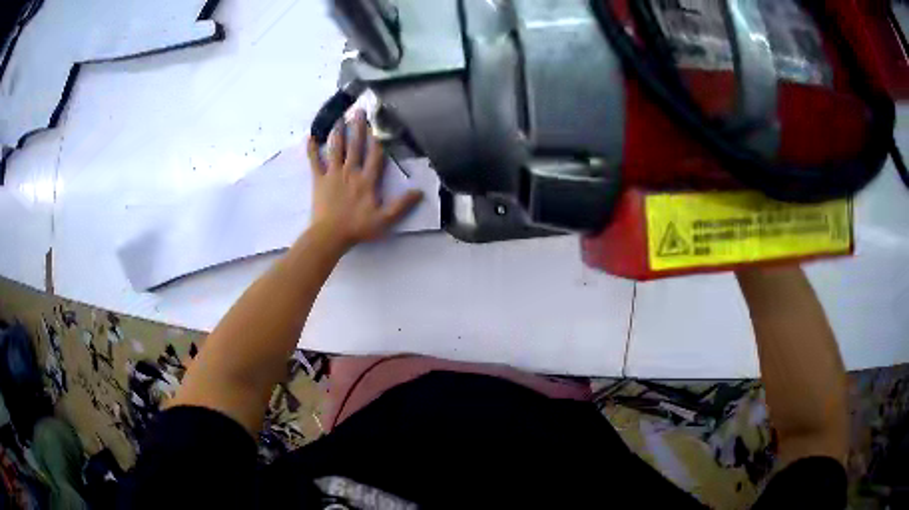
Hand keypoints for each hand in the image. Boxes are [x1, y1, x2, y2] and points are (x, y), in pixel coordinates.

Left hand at [307, 111, 423, 250]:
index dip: (377, 139)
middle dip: (357, 127)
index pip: (374, 155)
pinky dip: (312, 149)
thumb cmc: (357, 227)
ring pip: (336, 148)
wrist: (330, 235)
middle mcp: (351, 171)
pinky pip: (314, 161)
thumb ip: (402, 205)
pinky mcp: (319, 180)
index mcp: (367, 180)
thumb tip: (419, 192)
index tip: (377, 124)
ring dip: (337, 132)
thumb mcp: (385, 220)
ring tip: (339, 118)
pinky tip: (311, 137)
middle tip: (358, 110)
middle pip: (355, 145)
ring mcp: (333, 174)